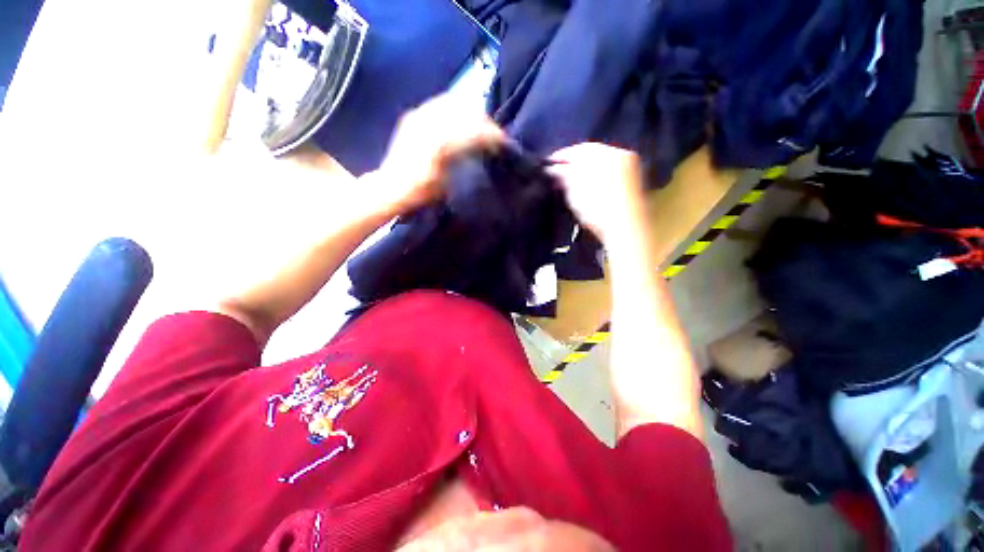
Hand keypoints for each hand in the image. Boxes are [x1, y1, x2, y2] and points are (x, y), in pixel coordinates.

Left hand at [371, 93, 505, 214]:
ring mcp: (418, 116)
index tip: (503, 142)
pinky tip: (460, 120)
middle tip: (494, 134)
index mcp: (439, 141)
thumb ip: (464, 160)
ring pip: (452, 103)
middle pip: (464, 111)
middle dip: (483, 121)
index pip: (473, 129)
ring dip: (470, 113)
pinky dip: (454, 109)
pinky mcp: (413, 116)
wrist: (390, 187)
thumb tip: (482, 148)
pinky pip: (438, 104)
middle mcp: (428, 122)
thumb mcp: (447, 182)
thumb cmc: (421, 191)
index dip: (491, 134)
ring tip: (480, 126)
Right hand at [547, 143, 644, 241]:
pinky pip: (610, 172)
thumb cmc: (599, 210)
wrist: (626, 230)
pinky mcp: (633, 182)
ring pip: (601, 163)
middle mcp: (622, 156)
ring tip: (570, 180)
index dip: (562, 155)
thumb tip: (553, 168)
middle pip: (592, 154)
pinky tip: (587, 186)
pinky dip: (596, 176)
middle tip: (557, 172)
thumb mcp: (575, 192)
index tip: (549, 163)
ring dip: (585, 169)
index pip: (580, 149)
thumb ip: (564, 175)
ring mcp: (631, 169)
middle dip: (574, 163)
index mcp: (608, 154)